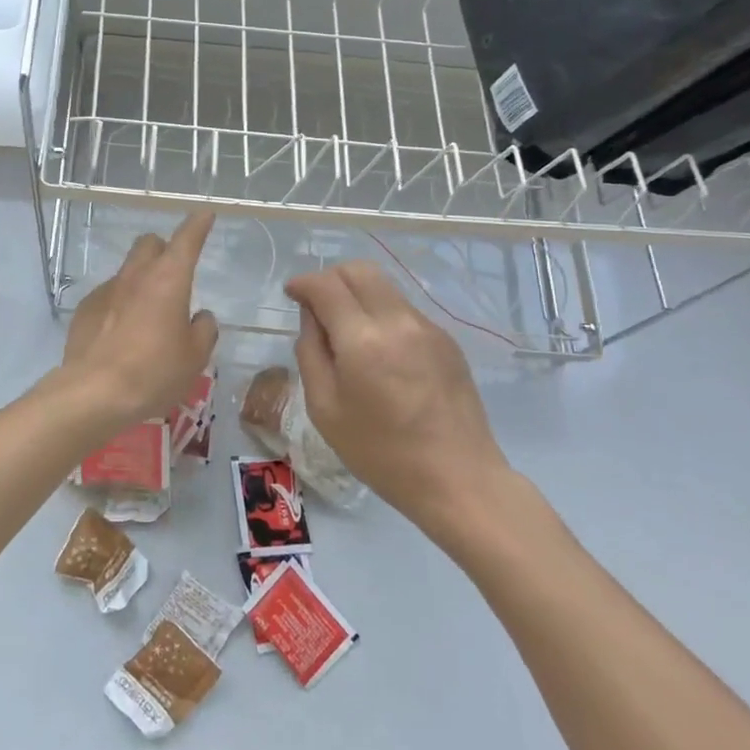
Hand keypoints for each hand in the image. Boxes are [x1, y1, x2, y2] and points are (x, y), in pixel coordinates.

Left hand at [53, 212, 218, 433]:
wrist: (94, 392)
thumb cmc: (154, 372)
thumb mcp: (195, 357)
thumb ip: (203, 330)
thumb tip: (199, 317)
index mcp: (168, 279)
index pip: (186, 239)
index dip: (198, 225)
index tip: (204, 215)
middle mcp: (136, 276)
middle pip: (149, 243)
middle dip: (163, 249)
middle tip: (173, 275)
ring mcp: (106, 290)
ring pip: (127, 270)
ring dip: (140, 280)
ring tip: (147, 315)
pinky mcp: (84, 309)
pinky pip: (108, 295)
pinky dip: (119, 304)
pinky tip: (121, 333)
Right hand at [285, 260, 507, 531]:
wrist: (458, 479)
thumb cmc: (381, 452)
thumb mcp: (325, 409)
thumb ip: (310, 353)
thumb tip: (311, 317)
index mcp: (362, 339)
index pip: (326, 285)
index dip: (303, 283)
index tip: (291, 294)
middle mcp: (398, 321)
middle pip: (360, 270)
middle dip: (331, 278)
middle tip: (316, 305)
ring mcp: (428, 328)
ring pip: (385, 287)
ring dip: (358, 294)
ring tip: (347, 331)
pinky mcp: (448, 341)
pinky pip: (405, 310)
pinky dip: (382, 314)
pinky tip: (379, 352)